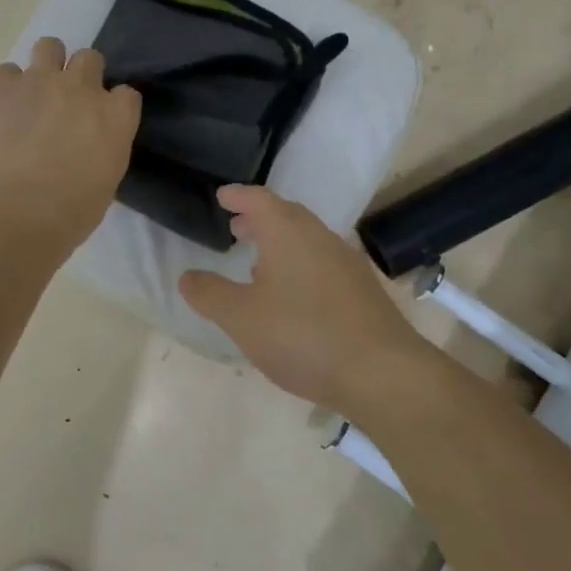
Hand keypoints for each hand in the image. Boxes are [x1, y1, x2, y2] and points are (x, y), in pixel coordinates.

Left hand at [0, 38, 142, 249]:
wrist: (14, 215)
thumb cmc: (68, 214)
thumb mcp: (104, 183)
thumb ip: (102, 151)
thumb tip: (87, 145)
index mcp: (115, 117)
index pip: (126, 94)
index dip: (113, 106)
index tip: (101, 123)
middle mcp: (81, 88)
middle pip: (90, 58)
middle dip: (81, 76)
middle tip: (66, 104)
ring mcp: (39, 81)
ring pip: (49, 46)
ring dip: (46, 65)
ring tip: (34, 94)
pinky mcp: (0, 87)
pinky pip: (6, 71)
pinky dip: (6, 87)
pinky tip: (1, 111)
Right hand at [180, 185, 418, 407]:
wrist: (384, 374)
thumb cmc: (303, 335)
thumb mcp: (241, 318)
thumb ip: (210, 294)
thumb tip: (187, 276)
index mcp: (288, 233)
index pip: (259, 200)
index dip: (238, 196)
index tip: (223, 197)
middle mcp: (321, 238)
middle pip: (287, 216)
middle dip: (259, 219)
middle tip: (237, 228)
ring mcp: (348, 263)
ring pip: (308, 241)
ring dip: (281, 244)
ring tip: (259, 266)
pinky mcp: (364, 291)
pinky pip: (324, 264)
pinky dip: (301, 266)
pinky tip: (294, 299)